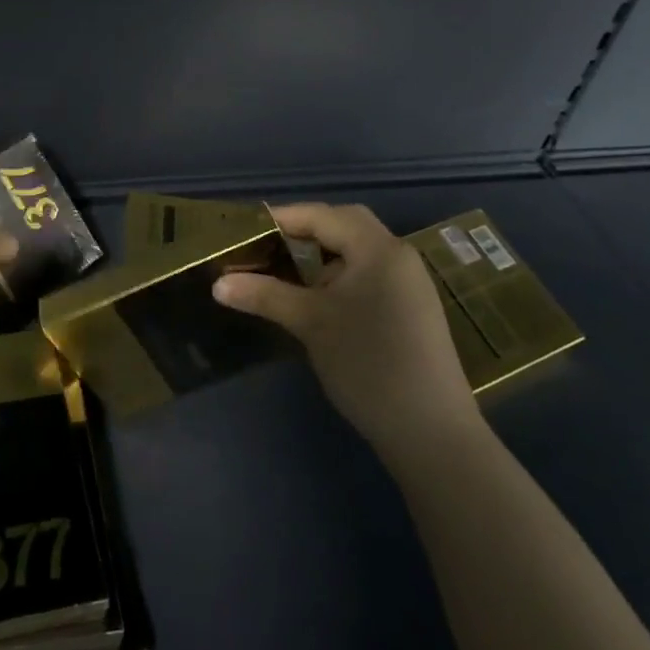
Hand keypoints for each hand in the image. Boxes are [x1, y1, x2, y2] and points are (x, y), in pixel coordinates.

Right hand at [214, 202, 479, 466]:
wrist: (431, 433)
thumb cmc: (368, 364)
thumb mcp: (310, 323)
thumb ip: (264, 295)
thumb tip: (218, 284)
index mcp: (378, 249)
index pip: (323, 215)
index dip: (282, 218)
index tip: (245, 232)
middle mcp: (398, 256)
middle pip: (345, 225)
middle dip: (304, 230)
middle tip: (268, 246)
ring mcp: (409, 284)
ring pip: (357, 251)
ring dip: (321, 254)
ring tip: (285, 271)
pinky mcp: (410, 309)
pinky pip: (368, 274)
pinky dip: (338, 274)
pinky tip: (317, 299)